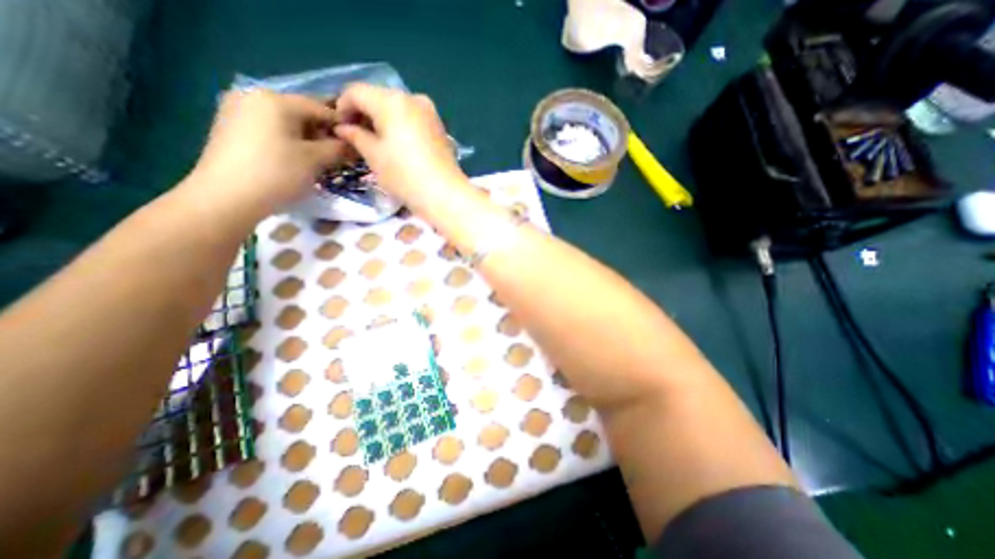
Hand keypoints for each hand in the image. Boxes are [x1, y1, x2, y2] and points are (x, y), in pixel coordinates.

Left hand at [185, 86, 348, 218]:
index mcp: (275, 99)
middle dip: (324, 134)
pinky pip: (271, 130)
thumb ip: (338, 148)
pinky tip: (297, 160)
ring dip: (308, 140)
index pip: (320, 107)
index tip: (357, 144)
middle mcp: (253, 97)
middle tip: (340, 155)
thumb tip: (353, 145)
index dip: (342, 126)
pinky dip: (289, 142)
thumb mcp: (315, 160)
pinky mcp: (231, 129)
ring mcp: (238, 112)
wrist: (227, 197)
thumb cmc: (277, 173)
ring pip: (286, 123)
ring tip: (321, 161)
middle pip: (302, 113)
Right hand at [334, 80, 465, 205]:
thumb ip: (356, 136)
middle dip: (364, 113)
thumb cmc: (404, 175)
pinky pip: (413, 119)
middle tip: (357, 136)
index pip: (356, 92)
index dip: (342, 107)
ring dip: (383, 120)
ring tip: (377, 142)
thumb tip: (344, 127)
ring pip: (397, 108)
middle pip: (379, 97)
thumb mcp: (374, 156)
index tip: (339, 128)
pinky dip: (401, 126)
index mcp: (391, 100)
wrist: (444, 194)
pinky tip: (398, 144)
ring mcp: (430, 112)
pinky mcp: (440, 127)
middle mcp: (412, 98)